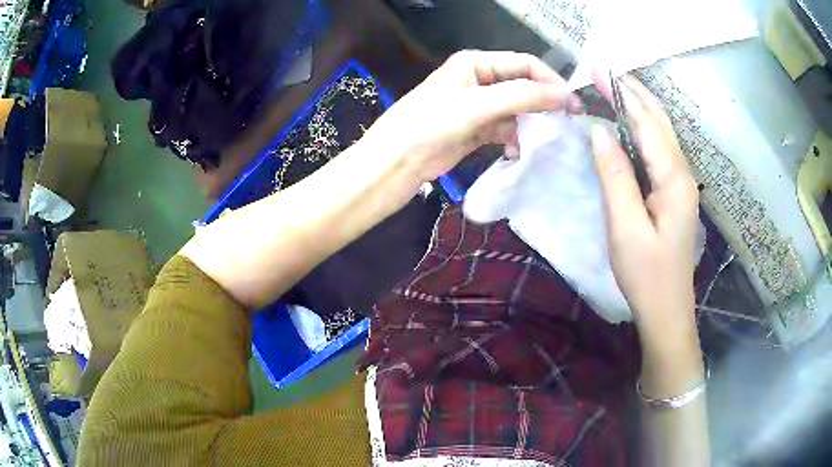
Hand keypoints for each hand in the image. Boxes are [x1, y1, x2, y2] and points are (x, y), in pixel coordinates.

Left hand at [361, 50, 580, 183]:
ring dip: (529, 125)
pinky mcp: (477, 129)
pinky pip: (506, 130)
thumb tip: (565, 95)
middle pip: (522, 87)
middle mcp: (479, 80)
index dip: (550, 81)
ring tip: (542, 142)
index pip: (524, 64)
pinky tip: (517, 152)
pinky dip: (515, 140)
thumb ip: (522, 97)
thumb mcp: (478, 106)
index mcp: (475, 63)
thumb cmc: (431, 124)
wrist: (397, 162)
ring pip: (517, 111)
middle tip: (565, 125)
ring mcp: (478, 106)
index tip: (572, 105)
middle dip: (543, 105)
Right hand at [590, 72, 699, 334]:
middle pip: (660, 122)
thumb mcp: (625, 227)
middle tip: (605, 73)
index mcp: (674, 180)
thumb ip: (615, 176)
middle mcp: (683, 175)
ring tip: (616, 89)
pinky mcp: (676, 195)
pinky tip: (632, 126)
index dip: (623, 95)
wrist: (667, 311)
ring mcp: (682, 185)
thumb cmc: (646, 275)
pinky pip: (661, 151)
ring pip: (663, 134)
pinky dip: (645, 129)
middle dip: (634, 93)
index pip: (647, 124)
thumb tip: (600, 132)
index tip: (599, 70)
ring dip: (640, 108)